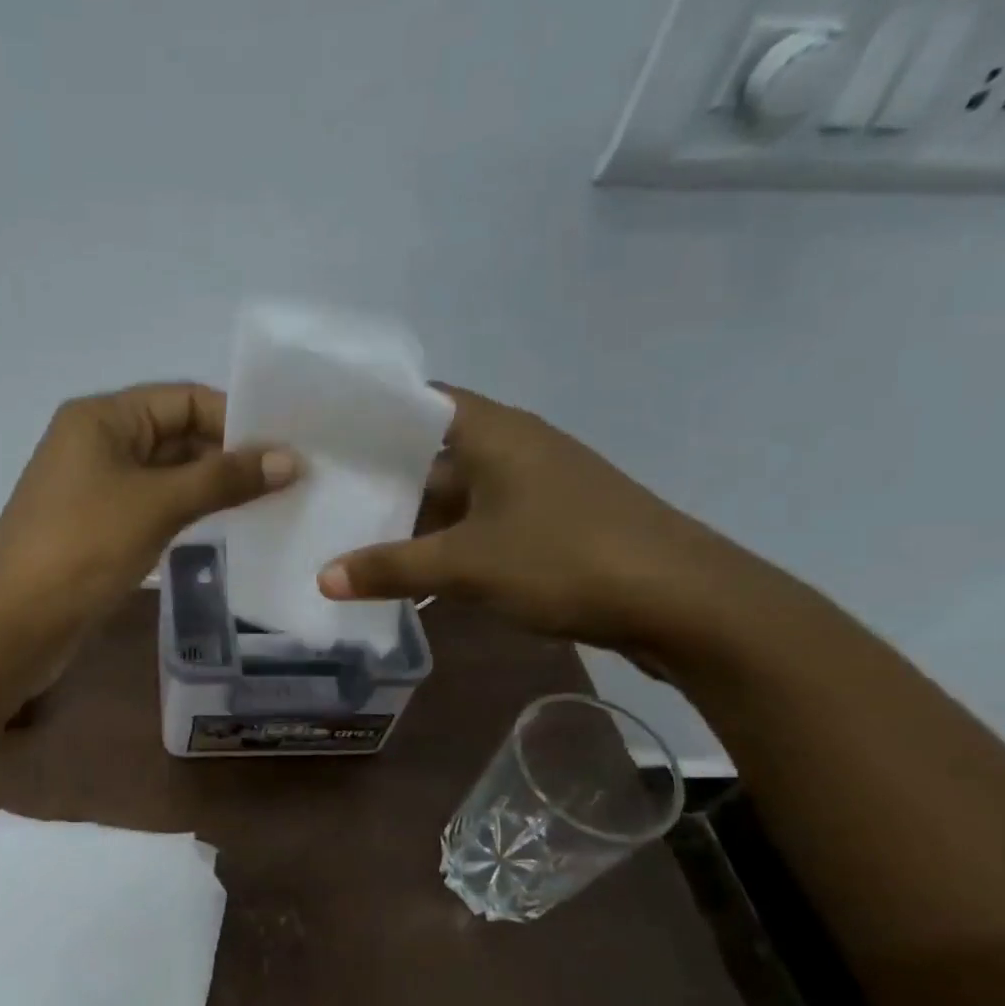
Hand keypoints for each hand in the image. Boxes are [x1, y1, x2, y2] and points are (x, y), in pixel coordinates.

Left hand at [0, 382, 298, 622]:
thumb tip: (288, 460)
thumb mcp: (158, 504)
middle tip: (289, 478)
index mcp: (104, 417)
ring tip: (272, 501)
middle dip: (229, 454)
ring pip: (167, 474)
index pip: (184, 399)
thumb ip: (224, 479)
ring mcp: (97, 487)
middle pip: (176, 434)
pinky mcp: (99, 526)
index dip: (235, 419)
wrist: (16, 620)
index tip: (286, 446)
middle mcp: (98, 442)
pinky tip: (228, 525)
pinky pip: (154, 506)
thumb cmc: (84, 546)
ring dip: (213, 486)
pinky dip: (189, 511)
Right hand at [318, 384, 752, 654]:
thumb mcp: (465, 565)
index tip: (321, 436)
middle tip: (322, 494)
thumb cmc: (566, 559)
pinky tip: (409, 574)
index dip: (371, 416)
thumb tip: (322, 578)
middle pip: (432, 455)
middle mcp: (515, 449)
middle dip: (381, 478)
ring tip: (350, 537)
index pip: (419, 403)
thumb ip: (391, 568)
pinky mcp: (550, 526)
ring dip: (412, 519)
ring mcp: (535, 489)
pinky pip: (480, 527)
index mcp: (495, 433)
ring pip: (456, 496)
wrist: (683, 603)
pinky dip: (445, 545)